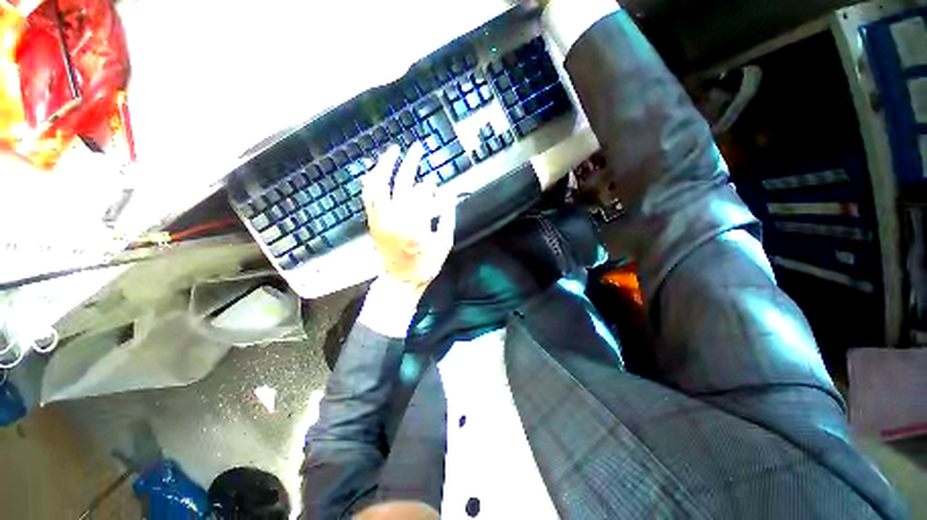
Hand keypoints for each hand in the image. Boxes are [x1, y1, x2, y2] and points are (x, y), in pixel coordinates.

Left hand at [363, 143, 455, 300]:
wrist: (399, 281)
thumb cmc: (424, 265)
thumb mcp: (444, 245)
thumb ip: (447, 219)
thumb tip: (447, 196)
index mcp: (414, 225)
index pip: (421, 195)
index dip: (429, 186)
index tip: (434, 183)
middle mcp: (393, 218)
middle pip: (400, 183)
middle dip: (410, 162)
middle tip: (417, 147)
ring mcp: (379, 219)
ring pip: (377, 185)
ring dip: (385, 165)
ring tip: (393, 151)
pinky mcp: (372, 222)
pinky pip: (368, 196)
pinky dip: (371, 180)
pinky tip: (376, 170)